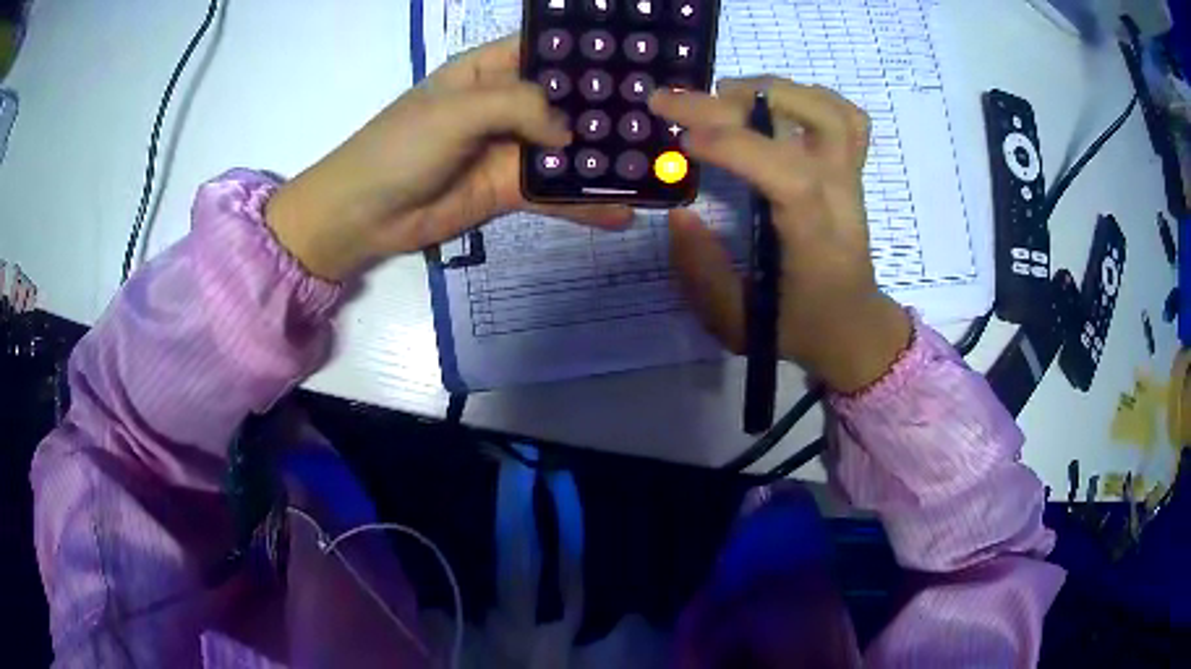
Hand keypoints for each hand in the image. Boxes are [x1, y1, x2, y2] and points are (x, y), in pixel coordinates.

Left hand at [266, 36, 631, 280]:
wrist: (364, 215)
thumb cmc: (401, 146)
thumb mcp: (457, 109)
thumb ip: (519, 106)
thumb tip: (569, 133)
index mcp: (487, 71)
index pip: (544, 50)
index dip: (585, 52)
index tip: (636, 58)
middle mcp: (504, 104)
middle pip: (564, 100)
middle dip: (606, 106)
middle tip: (661, 114)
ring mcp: (509, 148)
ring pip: (566, 148)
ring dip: (602, 157)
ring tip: (655, 163)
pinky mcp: (508, 190)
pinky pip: (554, 194)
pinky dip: (584, 204)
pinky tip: (622, 212)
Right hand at [650, 78, 910, 392]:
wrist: (855, 325)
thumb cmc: (799, 326)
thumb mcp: (738, 321)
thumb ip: (703, 273)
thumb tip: (680, 214)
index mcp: (818, 240)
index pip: (791, 176)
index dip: (737, 147)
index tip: (682, 139)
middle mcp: (842, 198)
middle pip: (814, 125)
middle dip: (736, 104)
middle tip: (675, 103)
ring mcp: (851, 178)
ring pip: (832, 111)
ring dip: (772, 90)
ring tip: (721, 97)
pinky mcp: (851, 170)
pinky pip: (846, 117)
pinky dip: (808, 96)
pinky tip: (770, 105)